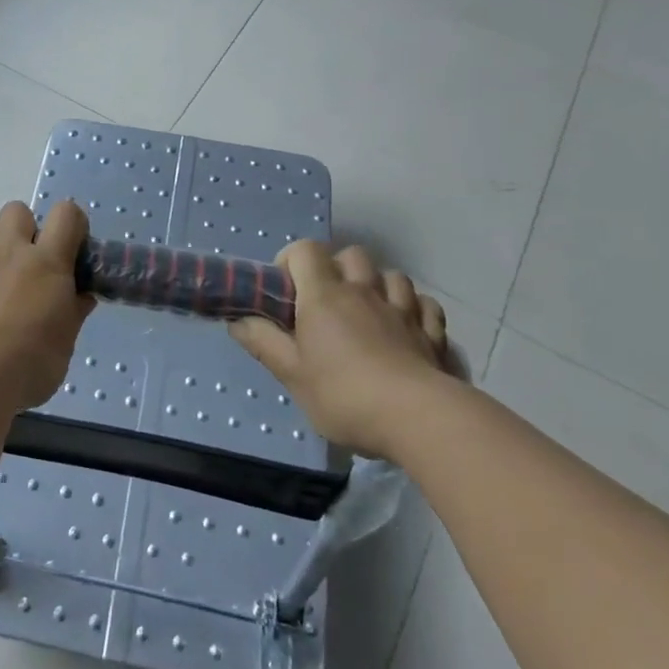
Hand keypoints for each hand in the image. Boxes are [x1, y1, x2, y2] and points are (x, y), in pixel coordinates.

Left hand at [0, 200, 95, 413]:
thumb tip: (82, 296)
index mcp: (47, 264)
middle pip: (16, 211)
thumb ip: (73, 313)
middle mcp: (9, 254)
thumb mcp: (65, 344)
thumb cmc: (30, 366)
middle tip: (28, 259)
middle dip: (24, 225)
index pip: (66, 215)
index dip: (72, 222)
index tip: (72, 247)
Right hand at [231, 240, 454, 456]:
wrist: (418, 418)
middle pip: (351, 255)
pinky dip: (414, 309)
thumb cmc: (344, 394)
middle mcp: (364, 291)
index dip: (293, 261)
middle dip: (337, 268)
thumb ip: (263, 342)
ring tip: (369, 312)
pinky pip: (425, 304)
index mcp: (324, 295)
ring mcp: (402, 309)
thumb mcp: (292, 374)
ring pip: (392, 275)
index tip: (287, 291)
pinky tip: (406, 327)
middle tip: (327, 302)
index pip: (305, 249)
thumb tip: (236, 321)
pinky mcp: (431, 332)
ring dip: (378, 285)